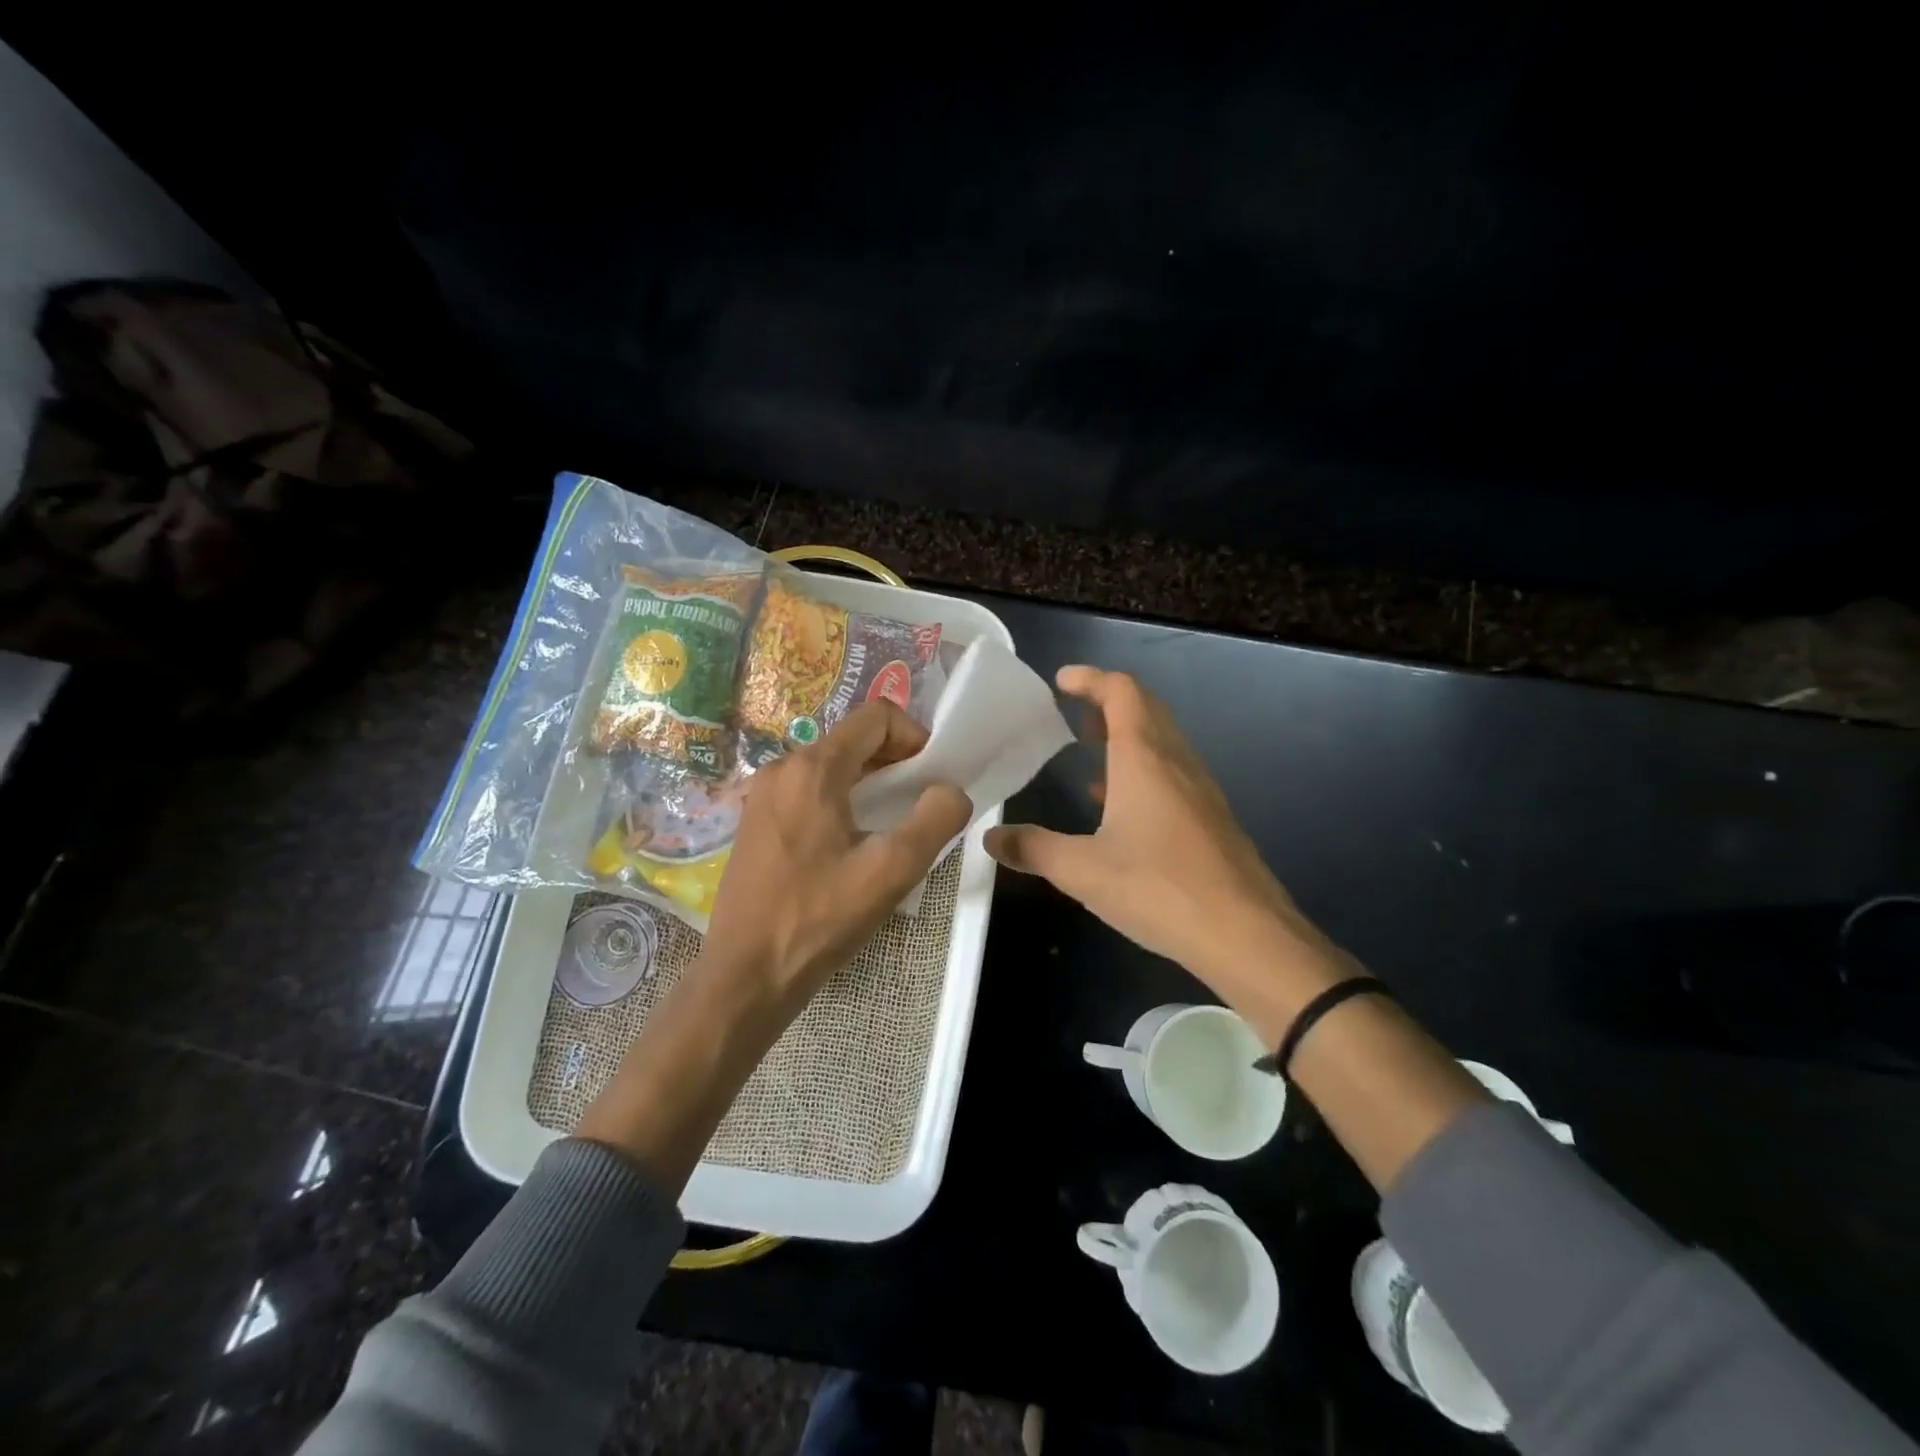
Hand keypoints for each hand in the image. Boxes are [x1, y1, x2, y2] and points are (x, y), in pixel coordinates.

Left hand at [576, 701, 968, 1190]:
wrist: (746, 975)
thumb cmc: (819, 918)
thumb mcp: (893, 870)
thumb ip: (936, 819)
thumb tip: (950, 791)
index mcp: (813, 769)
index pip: (876, 716)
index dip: (915, 736)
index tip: (933, 777)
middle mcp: (782, 768)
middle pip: (853, 740)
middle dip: (896, 762)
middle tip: (920, 804)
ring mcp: (763, 795)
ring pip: (832, 766)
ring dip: (871, 783)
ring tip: (891, 827)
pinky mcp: (756, 821)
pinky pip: (809, 791)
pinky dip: (842, 800)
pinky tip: (852, 845)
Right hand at [985, 666, 1346, 1023]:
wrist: (1246, 934)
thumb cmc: (1158, 888)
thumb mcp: (1082, 871)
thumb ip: (1033, 849)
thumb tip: (990, 838)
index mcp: (1144, 758)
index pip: (1121, 692)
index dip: (1091, 679)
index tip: (1061, 681)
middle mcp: (1176, 761)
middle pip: (1146, 709)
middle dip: (1107, 703)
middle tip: (1071, 714)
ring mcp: (1200, 789)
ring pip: (1162, 741)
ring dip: (1127, 735)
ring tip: (1090, 752)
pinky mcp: (1212, 818)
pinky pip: (1173, 772)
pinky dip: (1143, 769)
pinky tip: (1121, 807)